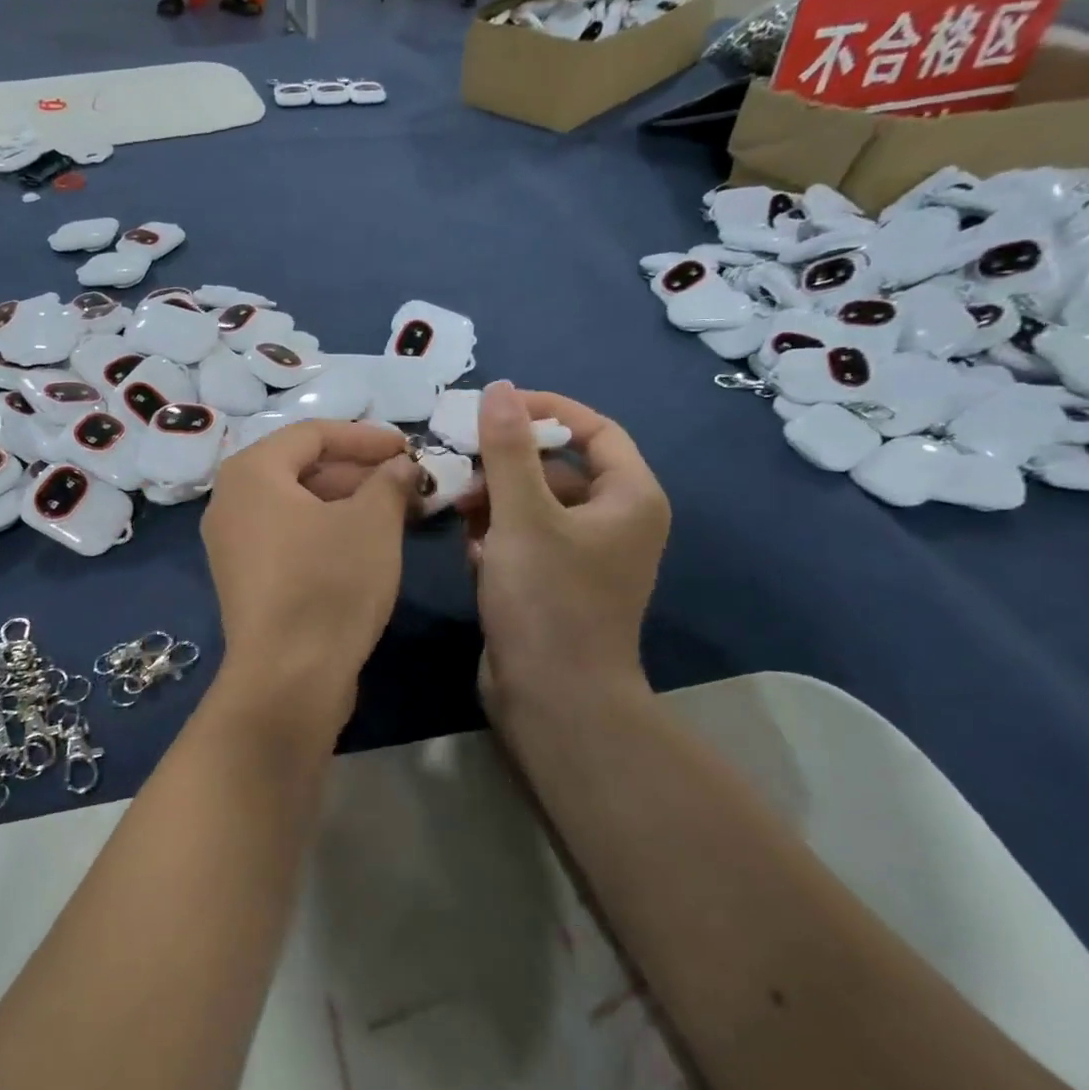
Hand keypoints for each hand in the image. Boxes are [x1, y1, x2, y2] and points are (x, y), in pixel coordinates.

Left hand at [202, 421, 417, 721]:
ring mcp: (233, 543)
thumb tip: (400, 467)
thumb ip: (389, 481)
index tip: (409, 448)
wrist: (289, 677)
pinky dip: (328, 531)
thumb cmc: (329, 582)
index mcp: (252, 472)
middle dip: (360, 472)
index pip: (313, 434)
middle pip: (302, 468)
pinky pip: (290, 536)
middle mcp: (231, 500)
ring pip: (299, 505)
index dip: (366, 437)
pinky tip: (368, 545)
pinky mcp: (247, 579)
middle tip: (408, 483)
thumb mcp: (373, 522)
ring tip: (398, 512)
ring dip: (349, 502)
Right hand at [456, 383, 669, 717]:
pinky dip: (497, 539)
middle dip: (507, 465)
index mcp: (629, 498)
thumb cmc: (547, 600)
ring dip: (495, 503)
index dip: (547, 410)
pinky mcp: (555, 584)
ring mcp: (584, 557)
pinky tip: (473, 556)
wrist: (553, 701)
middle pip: (558, 468)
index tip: (496, 406)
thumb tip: (500, 388)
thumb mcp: (523, 515)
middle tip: (461, 466)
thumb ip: (508, 449)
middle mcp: (615, 522)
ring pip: (534, 506)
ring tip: (459, 512)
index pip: (595, 430)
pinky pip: (525, 541)